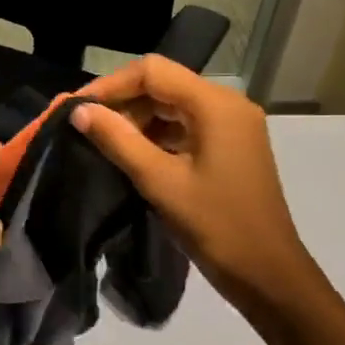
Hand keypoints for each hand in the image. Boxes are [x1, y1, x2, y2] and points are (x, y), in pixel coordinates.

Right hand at [73, 56, 319, 314]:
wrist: (267, 273)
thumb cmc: (215, 225)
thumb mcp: (160, 181)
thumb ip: (118, 140)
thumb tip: (79, 111)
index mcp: (216, 104)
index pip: (153, 72)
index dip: (110, 85)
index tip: (77, 109)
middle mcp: (227, 104)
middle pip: (163, 85)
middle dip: (122, 103)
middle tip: (85, 128)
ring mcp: (232, 126)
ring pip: (173, 106)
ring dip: (137, 120)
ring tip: (102, 143)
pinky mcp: (230, 147)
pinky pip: (186, 127)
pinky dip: (157, 135)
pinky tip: (131, 155)